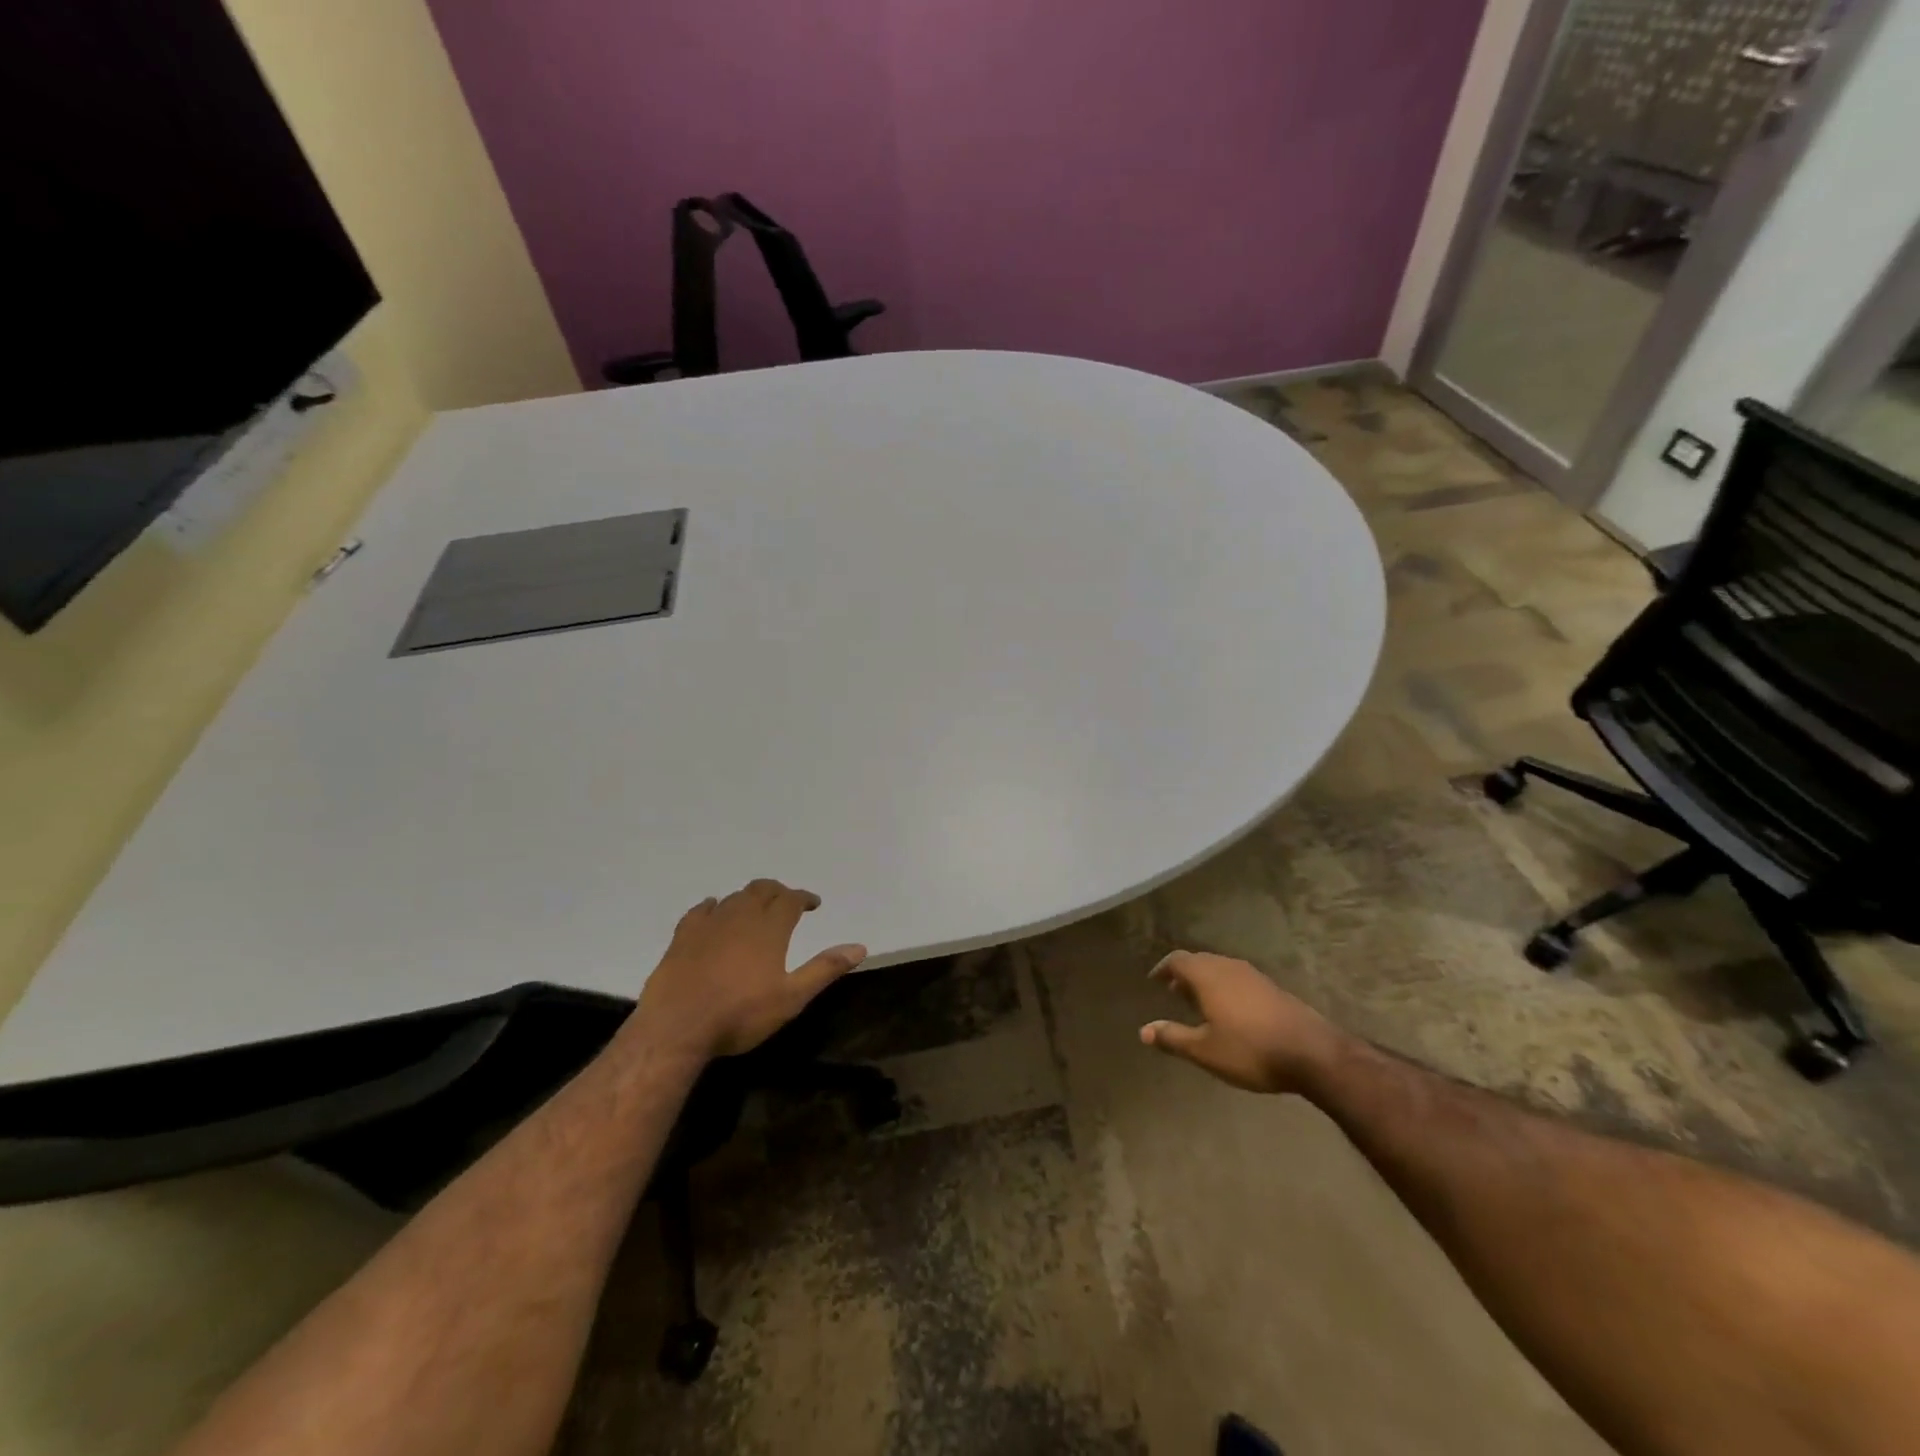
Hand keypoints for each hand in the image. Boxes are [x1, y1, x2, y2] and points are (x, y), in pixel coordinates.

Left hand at [631, 879, 866, 1061]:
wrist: (676, 1027)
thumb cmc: (740, 1014)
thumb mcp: (791, 998)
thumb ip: (824, 969)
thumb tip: (859, 947)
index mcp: (769, 928)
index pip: (791, 899)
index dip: (804, 898)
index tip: (813, 903)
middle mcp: (740, 916)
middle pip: (762, 889)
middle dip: (778, 891)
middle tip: (787, 902)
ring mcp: (709, 923)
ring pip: (734, 897)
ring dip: (749, 898)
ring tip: (755, 909)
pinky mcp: (682, 936)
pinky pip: (701, 910)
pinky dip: (713, 906)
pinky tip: (713, 910)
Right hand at [1140, 951, 1345, 1094]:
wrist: (1313, 1053)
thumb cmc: (1251, 1050)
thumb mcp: (1205, 1050)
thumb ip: (1173, 1038)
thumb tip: (1144, 1031)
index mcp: (1208, 976)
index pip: (1177, 960)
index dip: (1163, 968)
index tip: (1154, 981)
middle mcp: (1228, 967)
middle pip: (1199, 961)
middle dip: (1184, 974)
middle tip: (1174, 992)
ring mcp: (1254, 975)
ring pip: (1221, 968)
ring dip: (1206, 980)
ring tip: (1199, 1002)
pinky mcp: (1272, 988)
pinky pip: (1238, 978)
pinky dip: (1225, 987)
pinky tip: (1230, 1011)